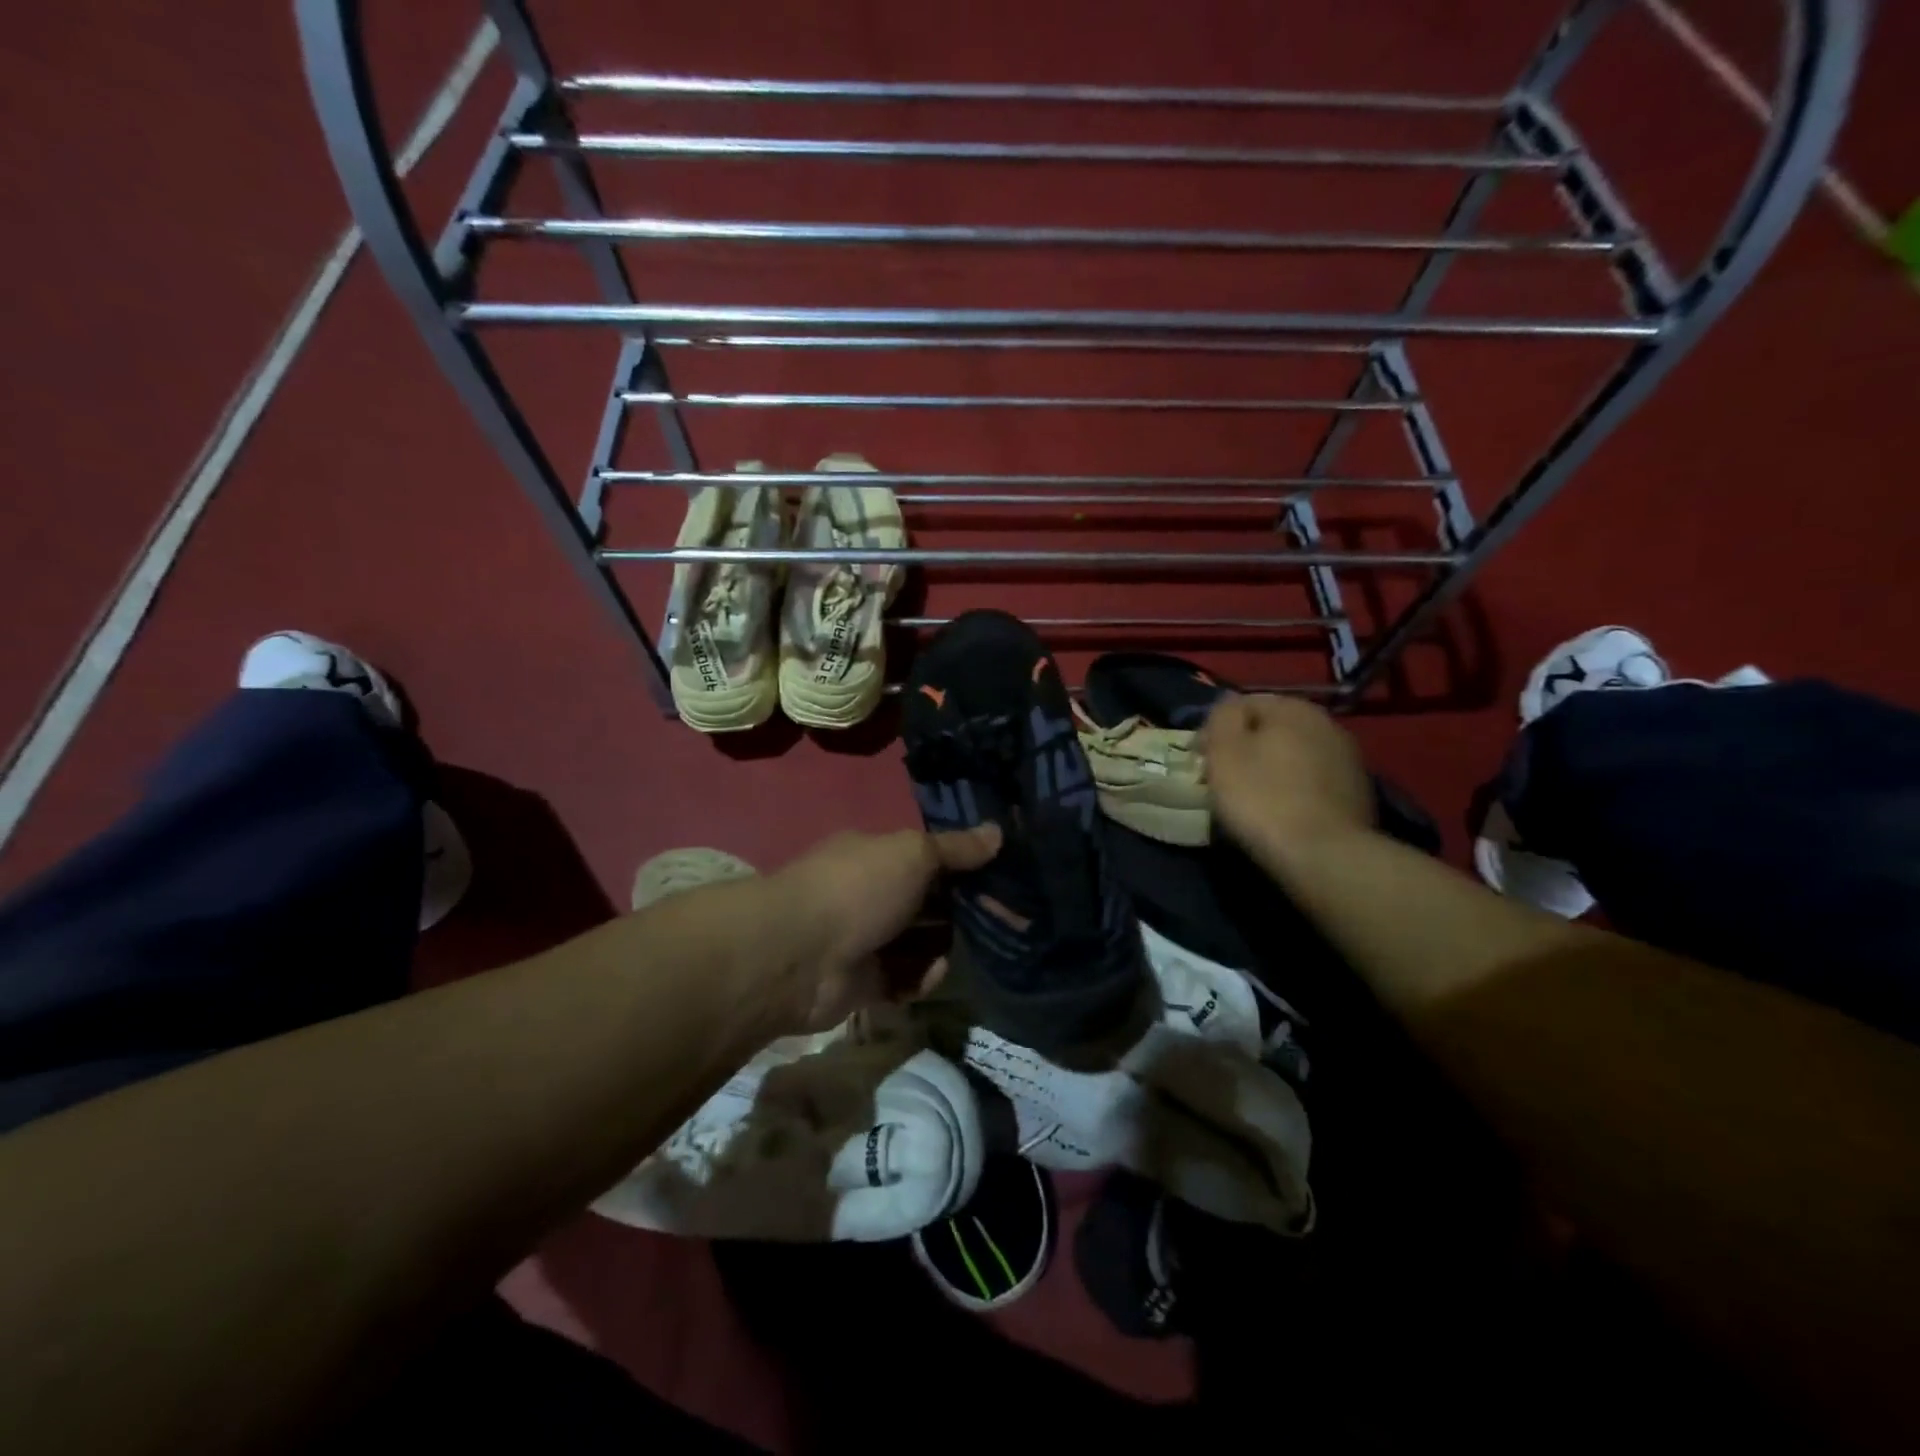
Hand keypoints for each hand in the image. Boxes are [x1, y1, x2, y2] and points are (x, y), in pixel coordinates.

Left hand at [767, 825, 1001, 1033]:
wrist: (799, 956)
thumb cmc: (858, 889)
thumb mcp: (913, 854)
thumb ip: (956, 848)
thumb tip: (998, 831)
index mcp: (875, 855)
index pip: (927, 857)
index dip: (963, 865)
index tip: (1000, 875)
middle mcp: (870, 894)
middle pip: (927, 901)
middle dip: (961, 910)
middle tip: (1003, 918)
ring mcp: (866, 940)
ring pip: (919, 943)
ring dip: (944, 946)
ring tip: (973, 949)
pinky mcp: (865, 983)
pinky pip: (905, 978)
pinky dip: (921, 977)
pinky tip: (931, 973)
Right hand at [1201, 695, 1372, 866]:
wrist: (1323, 856)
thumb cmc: (1262, 798)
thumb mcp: (1225, 750)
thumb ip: (1223, 716)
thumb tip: (1229, 706)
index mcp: (1294, 708)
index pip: (1243, 704)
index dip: (1216, 730)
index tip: (1201, 760)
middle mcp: (1327, 724)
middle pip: (1272, 729)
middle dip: (1246, 748)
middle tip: (1222, 780)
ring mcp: (1348, 760)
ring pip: (1294, 756)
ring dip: (1272, 770)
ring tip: (1252, 800)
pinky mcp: (1357, 794)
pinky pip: (1312, 783)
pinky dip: (1294, 791)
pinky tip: (1282, 814)